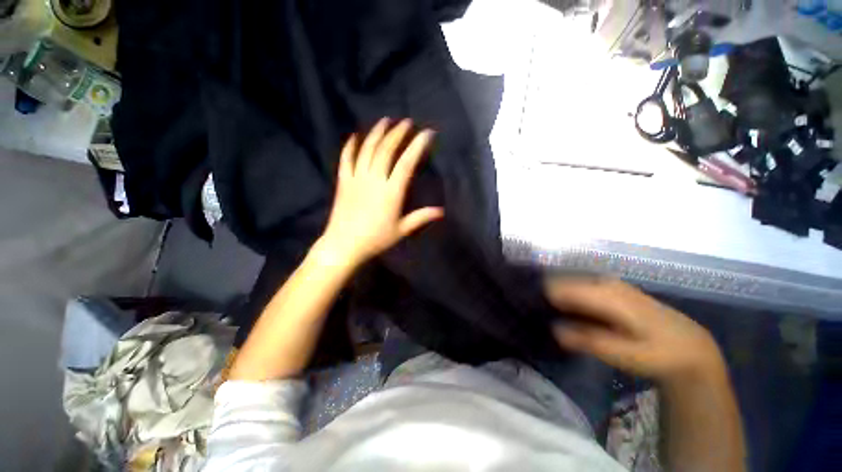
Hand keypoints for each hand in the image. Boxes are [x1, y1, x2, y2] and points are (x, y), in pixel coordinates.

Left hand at [319, 118, 444, 266]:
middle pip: (386, 150)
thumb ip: (421, 217)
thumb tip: (442, 212)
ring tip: (385, 121)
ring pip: (367, 150)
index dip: (417, 146)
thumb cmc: (376, 239)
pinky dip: (350, 146)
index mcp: (391, 192)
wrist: (345, 245)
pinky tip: (355, 136)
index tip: (426, 133)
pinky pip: (346, 159)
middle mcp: (374, 180)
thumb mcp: (402, 230)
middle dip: (398, 133)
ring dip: (377, 133)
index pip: (406, 162)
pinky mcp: (343, 181)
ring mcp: (356, 178)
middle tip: (406, 122)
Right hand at [547, 278, 724, 384]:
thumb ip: (588, 340)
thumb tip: (553, 329)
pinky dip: (570, 297)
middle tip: (536, 313)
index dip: (542, 296)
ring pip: (571, 284)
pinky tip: (566, 311)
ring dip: (558, 296)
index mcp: (607, 294)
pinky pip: (581, 288)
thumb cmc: (657, 352)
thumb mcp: (624, 354)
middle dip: (548, 295)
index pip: (561, 288)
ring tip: (547, 312)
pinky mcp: (612, 288)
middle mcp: (605, 282)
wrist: (689, 347)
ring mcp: (609, 283)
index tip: (529, 308)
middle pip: (563, 282)